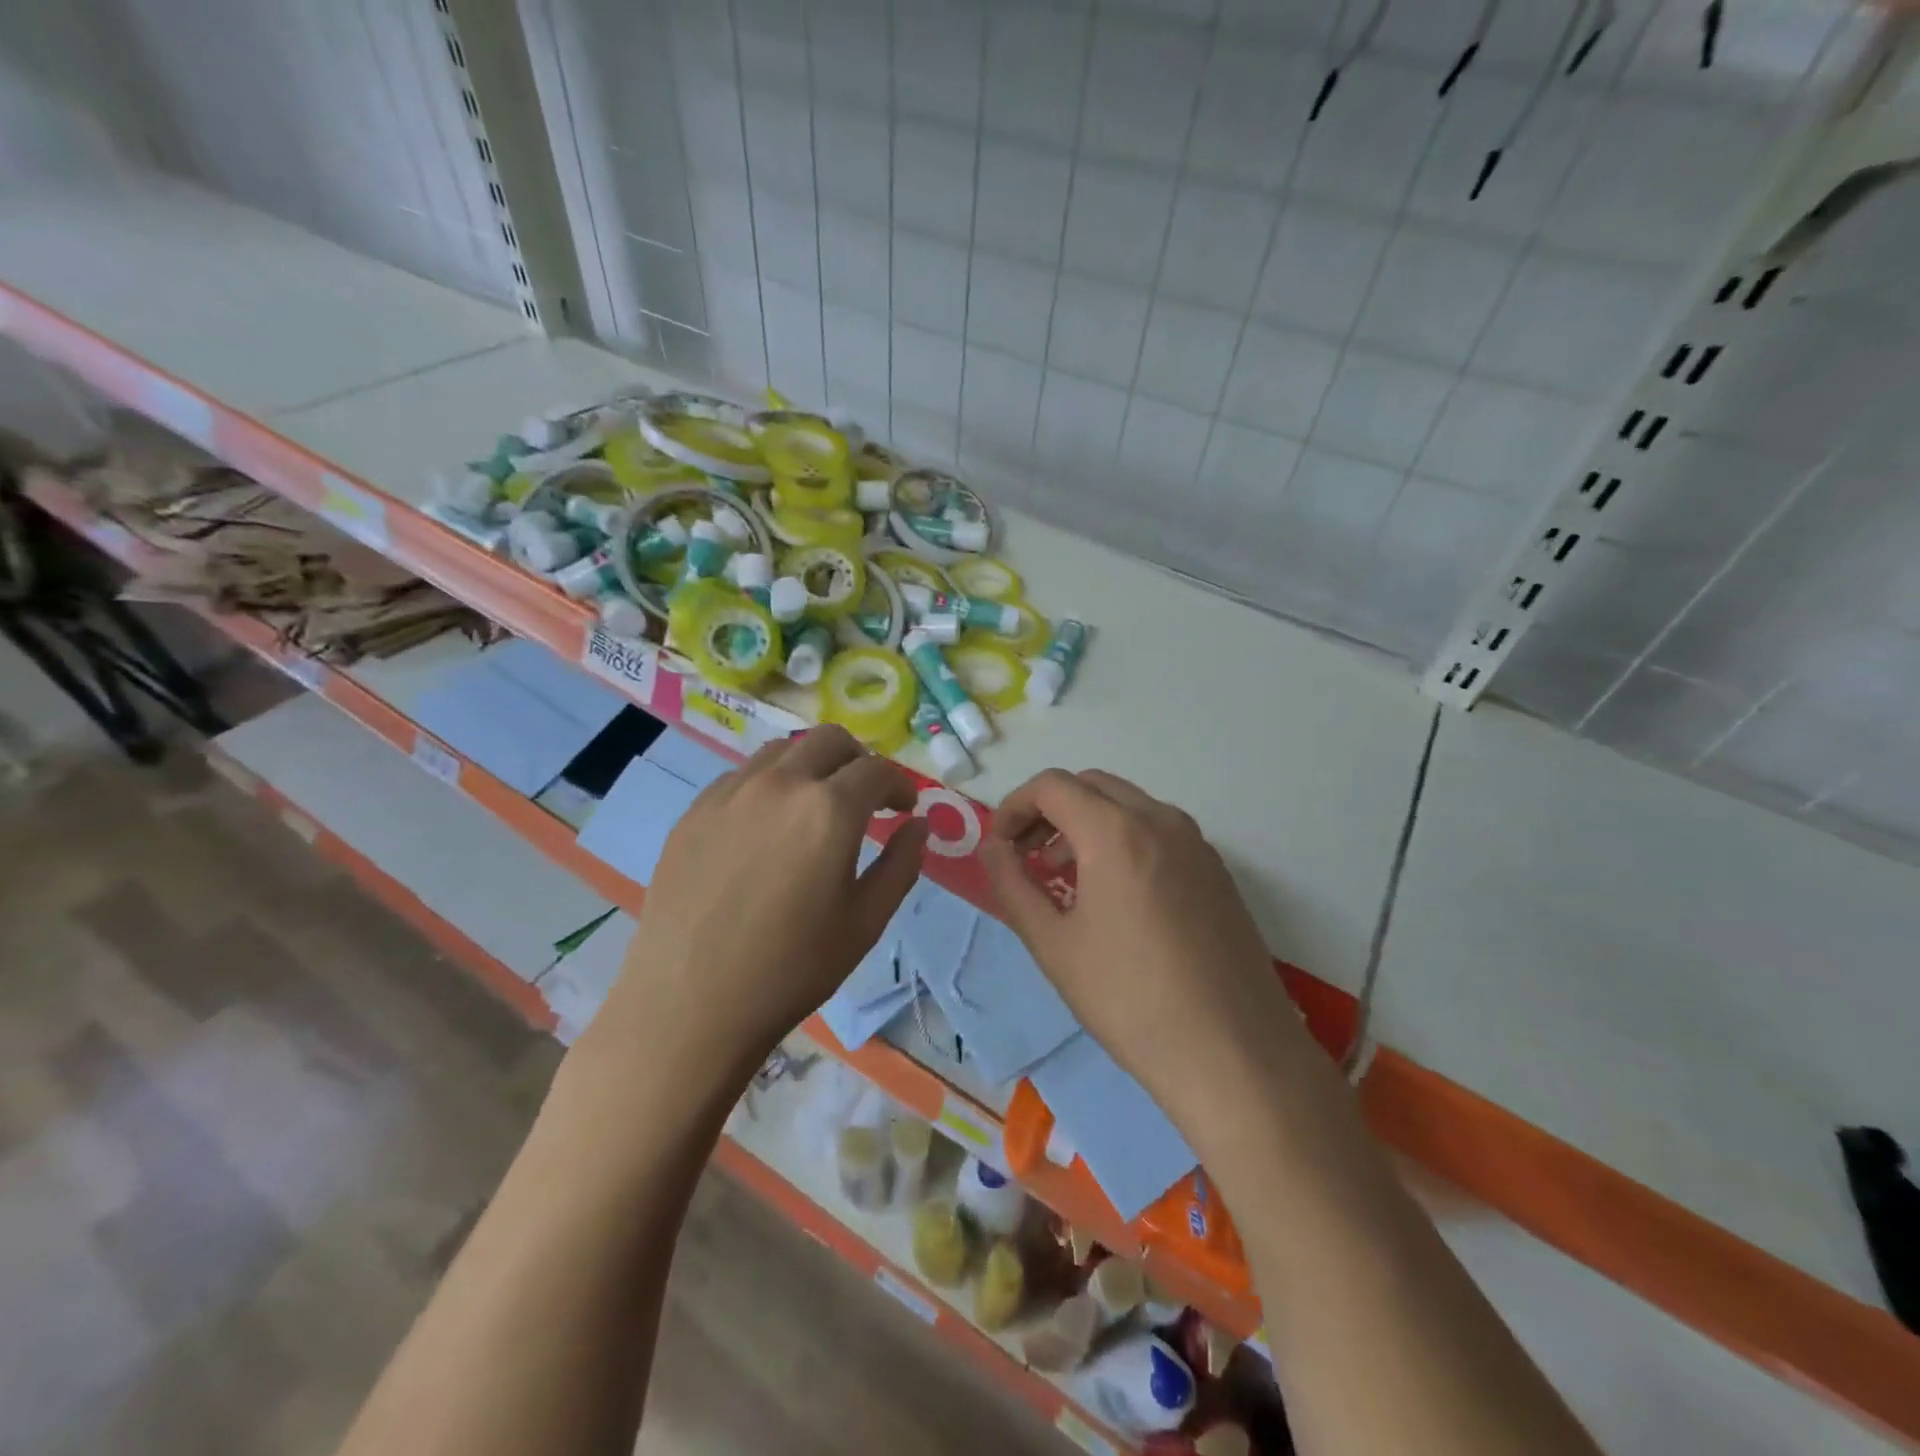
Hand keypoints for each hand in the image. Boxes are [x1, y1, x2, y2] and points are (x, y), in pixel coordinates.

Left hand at [584, 726, 927, 1084]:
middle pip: (830, 740)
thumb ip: (901, 865)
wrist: (689, 1004)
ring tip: (815, 807)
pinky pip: (741, 776)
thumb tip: (918, 825)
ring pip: (782, 751)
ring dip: (812, 766)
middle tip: (865, 797)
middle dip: (858, 760)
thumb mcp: (865, 922)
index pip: (877, 770)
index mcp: (829, 809)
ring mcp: (730, 793)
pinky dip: (769, 784)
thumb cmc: (791, 968)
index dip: (900, 785)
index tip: (904, 808)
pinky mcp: (694, 812)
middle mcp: (780, 784)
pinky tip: (766, 827)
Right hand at [981, 769, 1300, 1115]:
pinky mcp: (1217, 870)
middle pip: (1091, 786)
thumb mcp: (1053, 944)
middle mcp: (1161, 820)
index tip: (1000, 846)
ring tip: (1065, 877)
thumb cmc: (1129, 1000)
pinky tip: (1115, 894)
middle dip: (1049, 810)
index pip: (1052, 786)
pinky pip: (1158, 831)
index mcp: (1116, 832)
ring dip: (1086, 823)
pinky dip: (1122, 839)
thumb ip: (1012, 884)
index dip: (1014, 806)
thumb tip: (992, 847)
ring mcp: (1197, 843)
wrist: (1234, 1055)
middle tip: (1027, 855)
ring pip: (1127, 805)